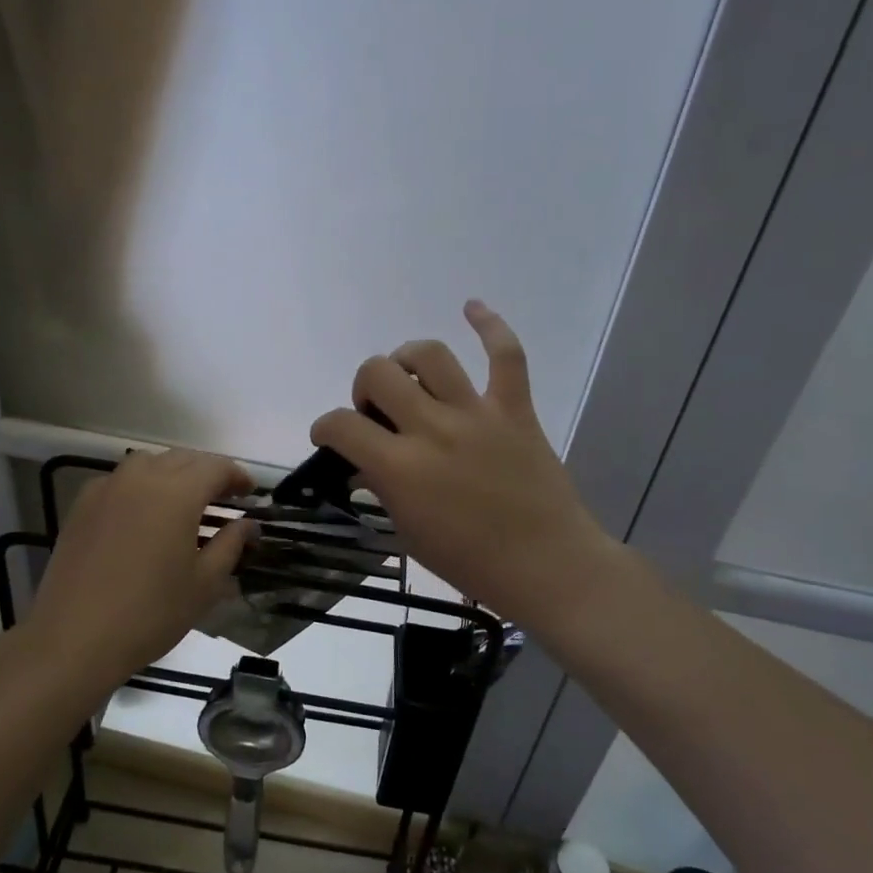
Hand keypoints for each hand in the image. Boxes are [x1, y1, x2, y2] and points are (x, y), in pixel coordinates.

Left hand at [27, 449, 255, 679]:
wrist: (75, 638)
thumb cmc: (150, 613)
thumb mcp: (204, 584)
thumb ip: (230, 545)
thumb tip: (247, 524)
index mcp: (177, 493)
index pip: (216, 467)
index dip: (237, 477)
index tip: (250, 494)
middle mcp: (141, 478)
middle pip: (182, 459)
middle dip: (207, 472)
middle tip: (223, 498)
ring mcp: (107, 488)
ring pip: (148, 463)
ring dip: (172, 473)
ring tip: (183, 501)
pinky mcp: (82, 505)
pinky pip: (120, 480)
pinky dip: (140, 485)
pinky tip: (142, 514)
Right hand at [310, 301, 619, 631]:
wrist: (547, 565)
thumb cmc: (470, 562)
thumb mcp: (408, 533)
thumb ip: (382, 487)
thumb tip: (365, 458)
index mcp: (401, 467)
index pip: (342, 425)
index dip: (325, 428)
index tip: (330, 437)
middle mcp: (433, 429)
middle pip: (378, 373)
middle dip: (364, 388)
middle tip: (376, 412)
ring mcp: (476, 413)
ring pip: (429, 355)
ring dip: (406, 359)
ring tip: (408, 376)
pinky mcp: (514, 408)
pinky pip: (505, 354)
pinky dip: (489, 325)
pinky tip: (471, 306)